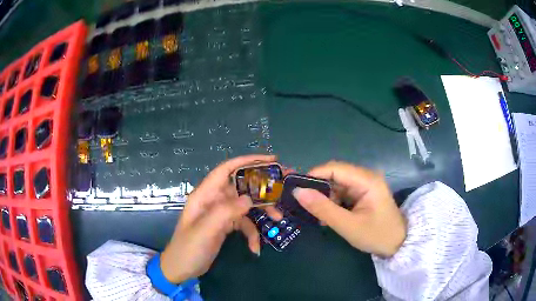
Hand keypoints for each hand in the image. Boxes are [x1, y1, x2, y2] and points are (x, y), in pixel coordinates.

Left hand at [160, 154, 276, 282]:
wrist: (181, 268)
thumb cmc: (188, 248)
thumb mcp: (205, 230)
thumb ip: (226, 212)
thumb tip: (249, 198)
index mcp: (205, 195)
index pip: (227, 169)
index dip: (247, 161)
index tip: (271, 160)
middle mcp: (214, 200)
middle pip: (241, 186)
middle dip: (262, 187)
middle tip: (283, 187)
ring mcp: (220, 213)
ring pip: (246, 205)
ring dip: (261, 212)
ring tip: (278, 218)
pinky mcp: (225, 226)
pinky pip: (243, 224)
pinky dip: (252, 233)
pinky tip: (255, 247)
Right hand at [292, 161, 406, 256]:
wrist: (397, 245)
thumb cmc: (376, 235)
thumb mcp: (347, 225)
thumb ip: (323, 208)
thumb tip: (297, 192)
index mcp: (367, 180)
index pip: (335, 168)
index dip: (314, 175)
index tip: (296, 188)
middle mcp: (366, 177)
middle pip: (335, 175)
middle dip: (319, 189)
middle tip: (304, 204)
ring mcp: (365, 185)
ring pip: (337, 184)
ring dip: (325, 197)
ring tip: (317, 214)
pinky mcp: (363, 193)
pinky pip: (343, 192)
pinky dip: (333, 202)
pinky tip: (328, 215)